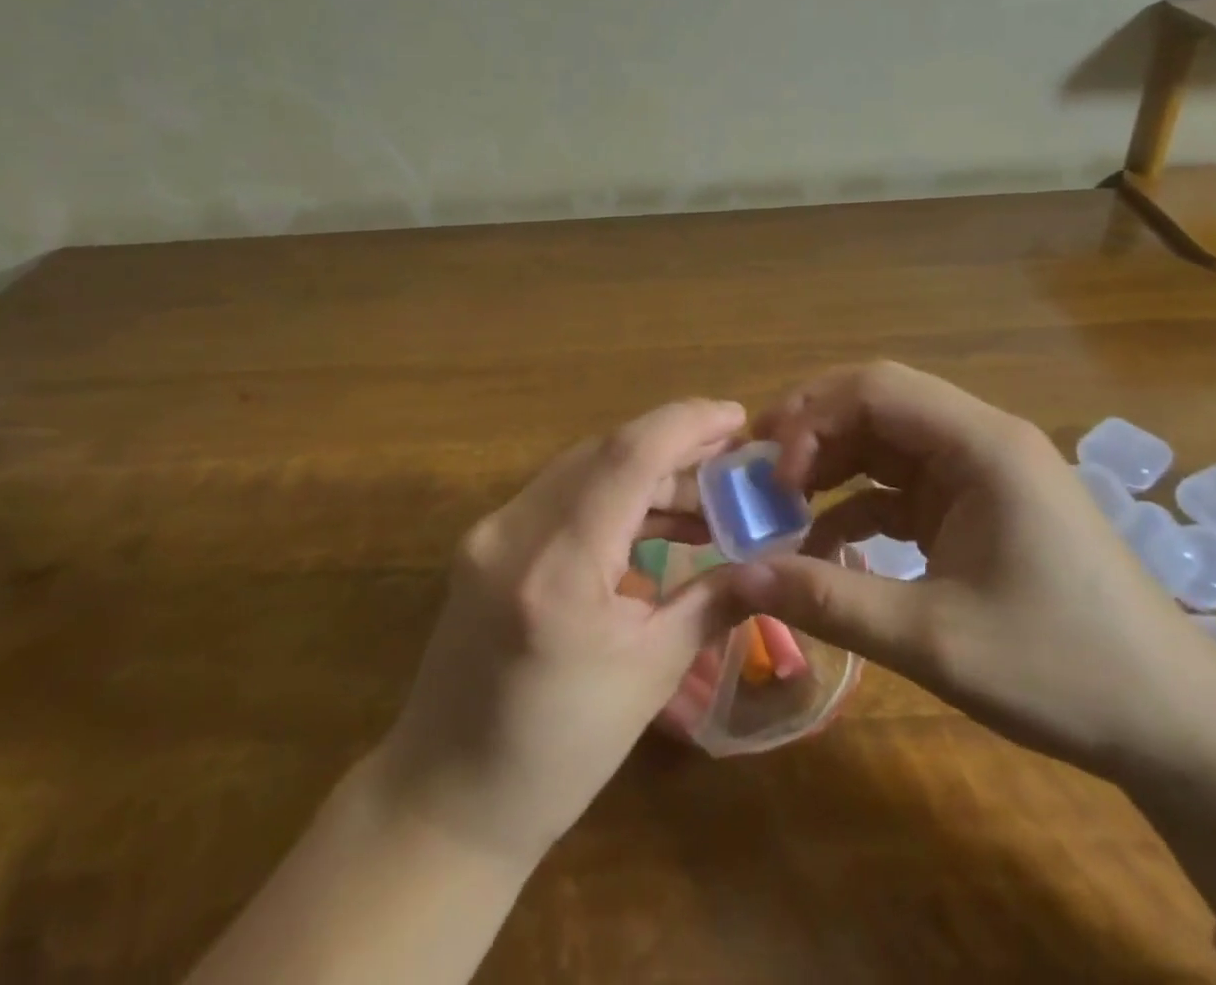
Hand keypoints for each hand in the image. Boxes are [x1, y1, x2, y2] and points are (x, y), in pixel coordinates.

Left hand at [370, 399, 747, 863]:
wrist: (447, 799)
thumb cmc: (558, 753)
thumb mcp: (649, 675)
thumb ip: (712, 601)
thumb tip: (768, 563)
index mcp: (557, 567)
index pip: (627, 456)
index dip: (686, 423)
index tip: (738, 416)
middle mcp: (514, 530)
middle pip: (605, 453)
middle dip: (674, 447)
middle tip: (732, 461)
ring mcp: (491, 532)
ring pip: (582, 469)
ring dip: (644, 474)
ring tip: (706, 499)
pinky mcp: (486, 541)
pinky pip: (560, 496)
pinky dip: (611, 497)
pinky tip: (654, 522)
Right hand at [730, 362, 1215, 778]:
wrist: (1175, 725)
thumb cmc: (1062, 671)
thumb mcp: (933, 640)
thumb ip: (829, 601)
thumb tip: (737, 580)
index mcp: (981, 445)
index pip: (876, 389)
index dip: (811, 418)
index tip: (773, 478)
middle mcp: (981, 440)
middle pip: (877, 402)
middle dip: (812, 431)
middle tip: (758, 474)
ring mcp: (981, 472)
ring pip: (885, 440)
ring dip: (830, 464)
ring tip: (780, 504)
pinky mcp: (979, 505)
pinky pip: (902, 484)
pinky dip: (858, 502)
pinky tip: (824, 542)